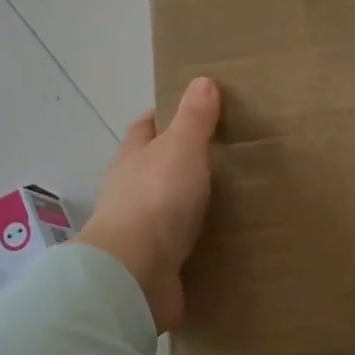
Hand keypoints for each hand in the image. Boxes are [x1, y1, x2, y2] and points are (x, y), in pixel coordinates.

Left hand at [76, 77, 221, 330]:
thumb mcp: (181, 147)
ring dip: (186, 203)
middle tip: (220, 156)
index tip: (193, 111)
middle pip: (153, 167)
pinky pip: (176, 245)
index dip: (165, 116)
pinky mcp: (151, 264)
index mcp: (132, 158)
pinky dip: (193, 240)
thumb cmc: (157, 198)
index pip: (145, 128)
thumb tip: (201, 80)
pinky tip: (218, 240)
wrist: (136, 273)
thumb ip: (194, 117)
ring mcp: (138, 230)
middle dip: (179, 161)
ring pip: (165, 207)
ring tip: (226, 198)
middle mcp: (129, 191)